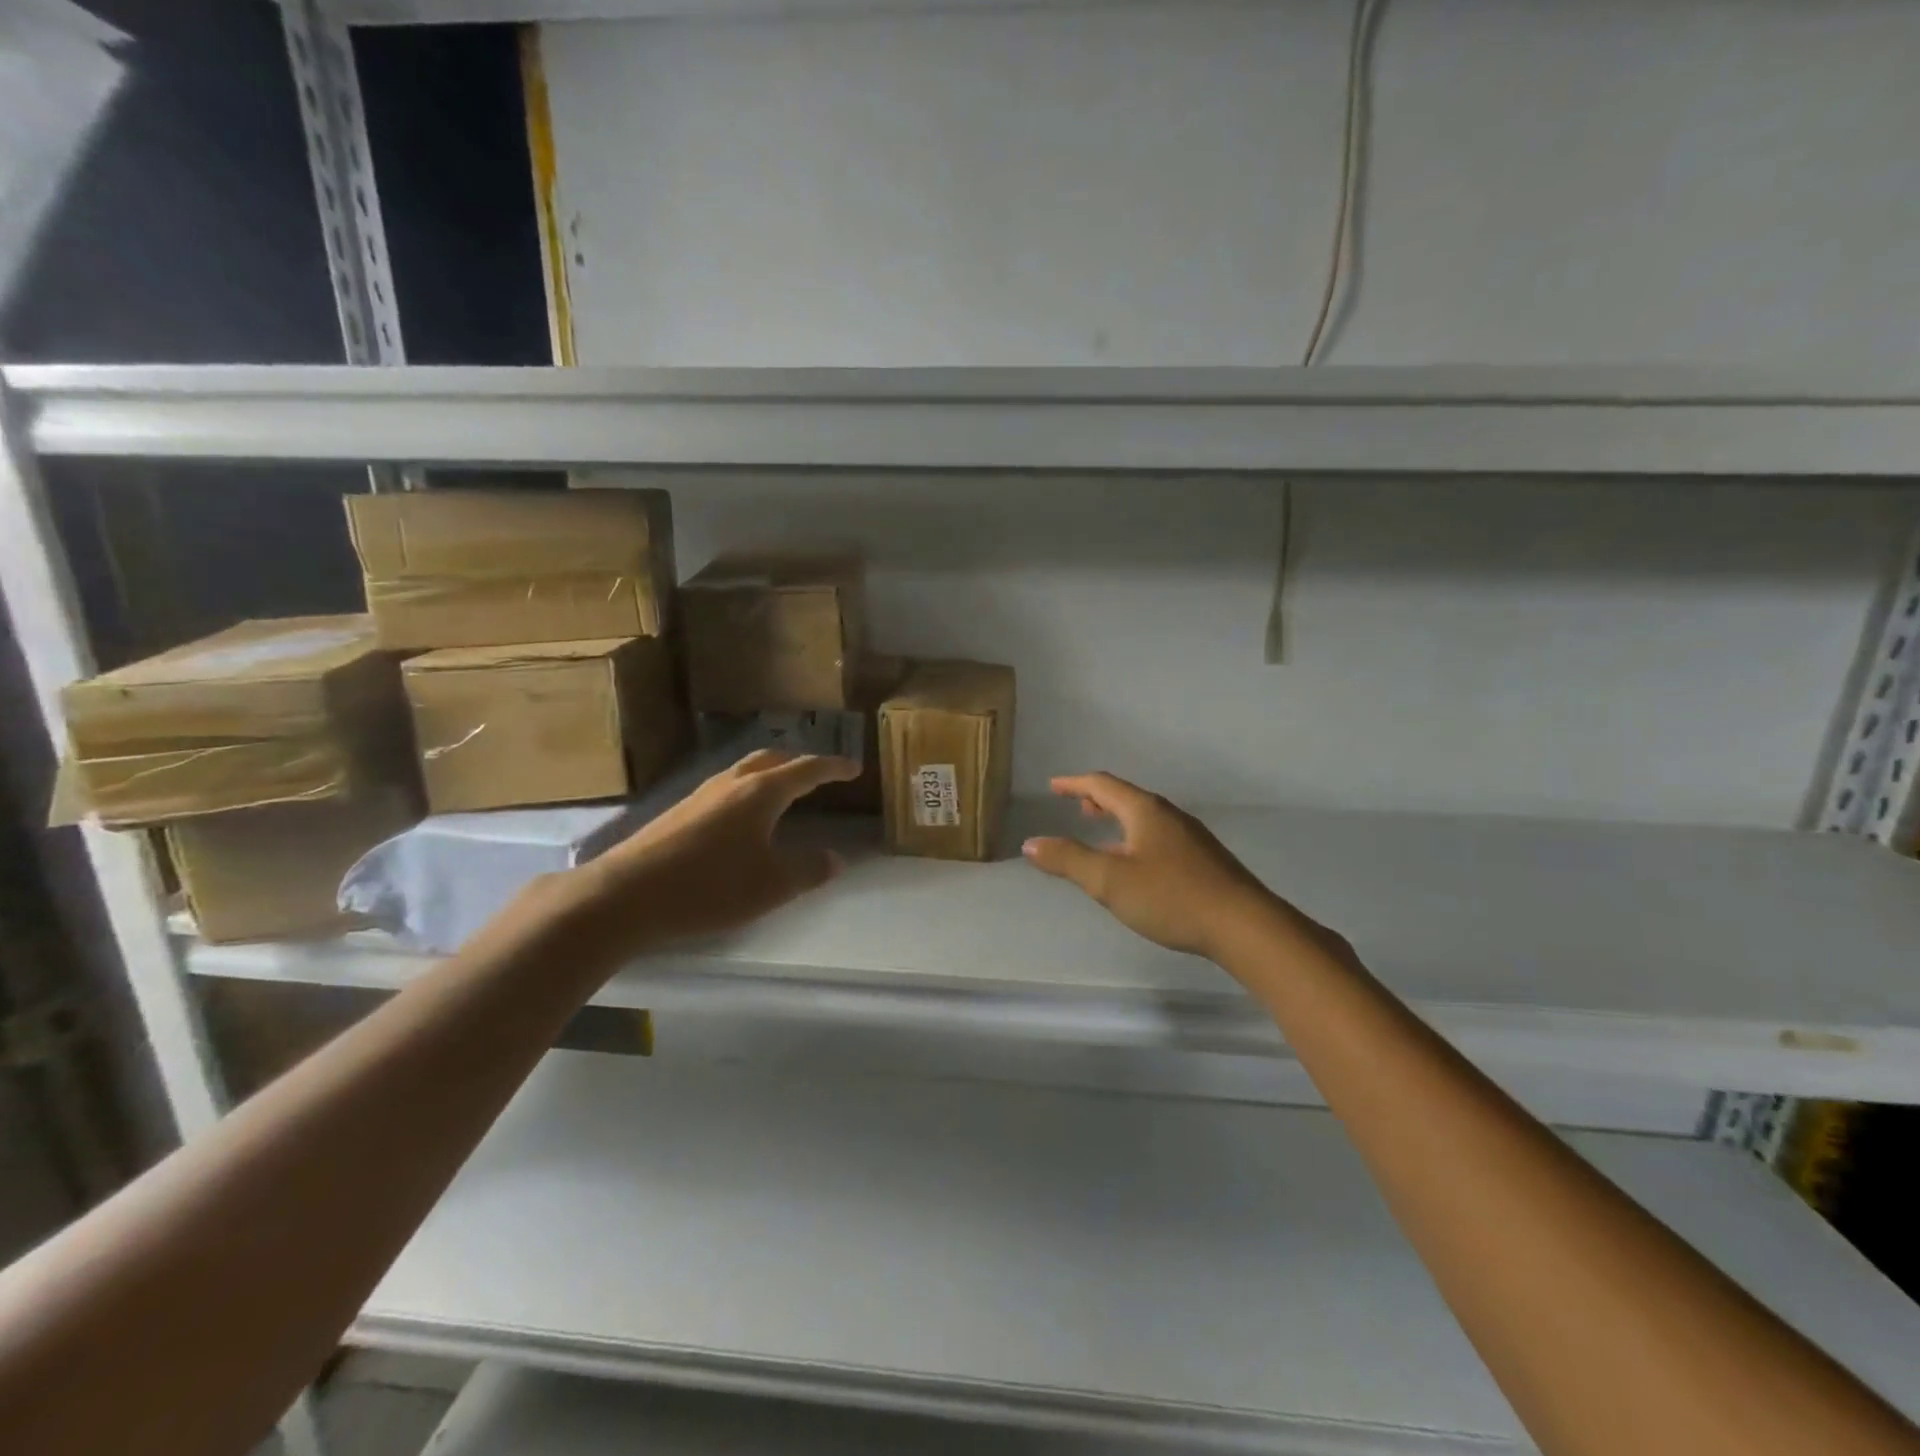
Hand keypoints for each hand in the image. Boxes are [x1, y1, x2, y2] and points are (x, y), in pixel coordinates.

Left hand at [553, 749, 859, 957]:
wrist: (625, 895)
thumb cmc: (709, 886)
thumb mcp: (772, 885)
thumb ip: (809, 870)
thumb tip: (836, 859)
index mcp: (761, 792)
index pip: (807, 770)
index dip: (834, 767)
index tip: (854, 768)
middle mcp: (731, 783)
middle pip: (772, 759)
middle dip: (799, 763)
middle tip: (819, 774)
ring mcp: (700, 795)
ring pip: (744, 771)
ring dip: (770, 774)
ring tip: (783, 791)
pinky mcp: (678, 812)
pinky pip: (725, 788)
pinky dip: (747, 790)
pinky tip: (741, 818)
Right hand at [1022, 772, 1292, 960]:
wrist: (1243, 926)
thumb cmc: (1171, 896)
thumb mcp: (1109, 880)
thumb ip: (1068, 860)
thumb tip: (1031, 843)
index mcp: (1145, 811)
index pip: (1103, 785)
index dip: (1075, 784)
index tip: (1054, 786)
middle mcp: (1169, 815)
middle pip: (1127, 798)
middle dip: (1098, 800)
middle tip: (1078, 807)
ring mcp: (1191, 837)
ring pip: (1145, 819)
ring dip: (1119, 820)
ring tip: (1102, 835)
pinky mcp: (1204, 860)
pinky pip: (1159, 836)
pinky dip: (1136, 838)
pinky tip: (1137, 866)